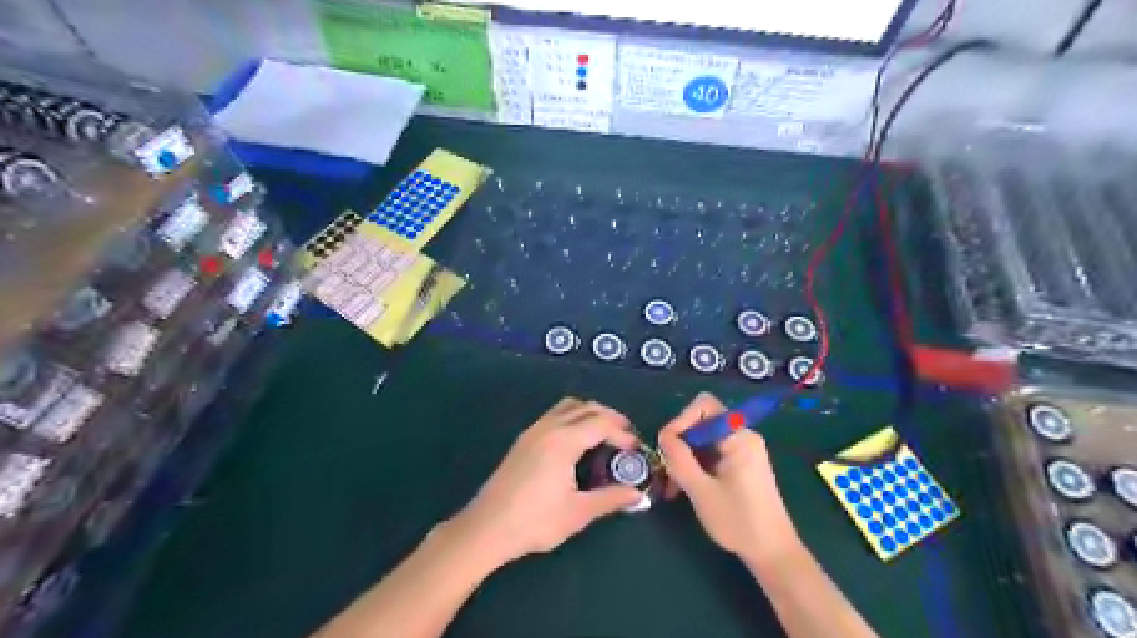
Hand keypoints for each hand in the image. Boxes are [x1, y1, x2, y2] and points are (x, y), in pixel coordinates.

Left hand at [454, 398, 648, 567]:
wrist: (486, 528)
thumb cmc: (535, 521)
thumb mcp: (578, 512)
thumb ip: (610, 499)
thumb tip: (638, 495)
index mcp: (564, 440)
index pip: (601, 423)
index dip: (623, 433)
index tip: (636, 448)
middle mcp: (548, 427)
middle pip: (586, 407)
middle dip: (610, 417)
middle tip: (626, 435)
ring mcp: (533, 431)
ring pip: (568, 407)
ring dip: (590, 413)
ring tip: (604, 434)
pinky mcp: (523, 440)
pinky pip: (554, 415)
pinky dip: (573, 418)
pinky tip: (577, 441)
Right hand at [659, 393, 796, 561]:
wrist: (773, 553)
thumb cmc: (738, 521)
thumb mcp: (700, 490)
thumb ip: (679, 458)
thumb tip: (664, 435)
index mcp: (739, 437)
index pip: (704, 406)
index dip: (681, 420)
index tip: (667, 446)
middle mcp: (743, 436)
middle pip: (702, 422)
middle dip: (680, 443)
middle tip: (666, 469)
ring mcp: (743, 451)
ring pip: (704, 440)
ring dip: (685, 458)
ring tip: (671, 485)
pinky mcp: (741, 465)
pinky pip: (712, 453)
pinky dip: (696, 465)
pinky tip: (683, 488)